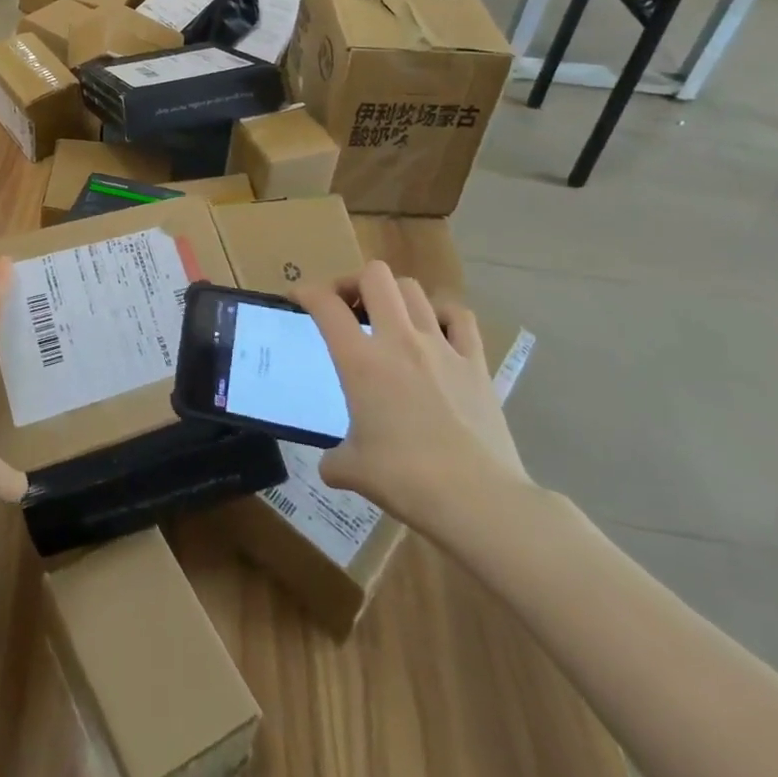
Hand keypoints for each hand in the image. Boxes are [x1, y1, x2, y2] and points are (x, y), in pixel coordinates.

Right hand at [295, 261, 529, 534]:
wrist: (479, 501)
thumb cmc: (406, 480)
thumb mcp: (353, 470)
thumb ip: (334, 460)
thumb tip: (330, 466)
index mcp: (360, 360)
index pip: (325, 304)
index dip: (305, 292)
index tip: (298, 298)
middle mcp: (398, 340)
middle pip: (374, 275)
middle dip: (354, 282)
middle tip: (347, 306)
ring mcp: (441, 347)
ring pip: (413, 289)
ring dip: (394, 296)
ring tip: (388, 318)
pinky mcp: (475, 363)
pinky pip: (459, 317)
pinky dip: (442, 314)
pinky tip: (436, 332)